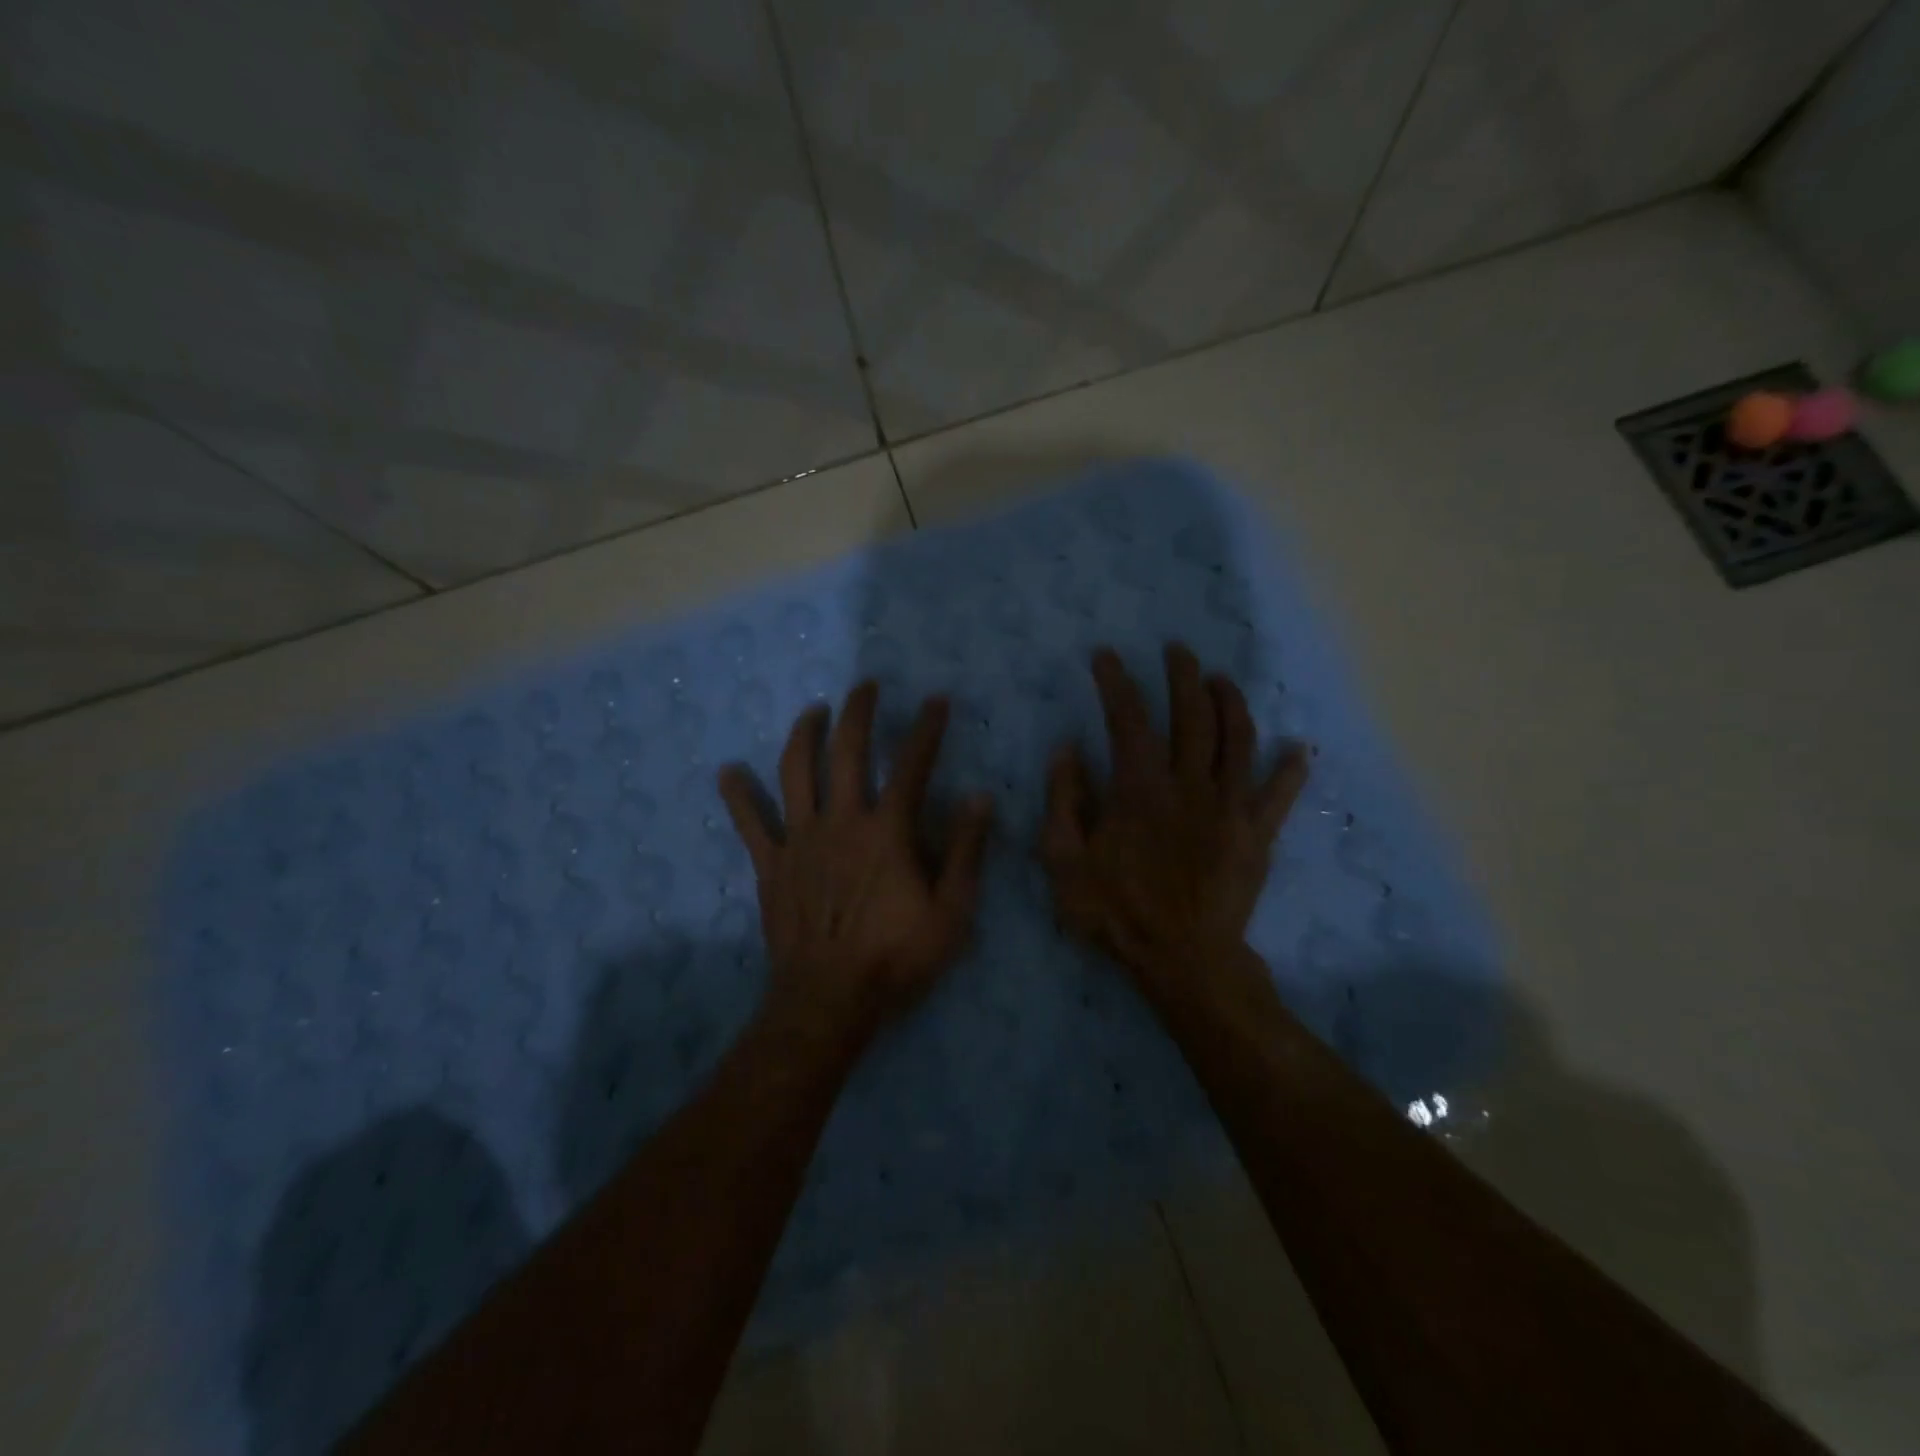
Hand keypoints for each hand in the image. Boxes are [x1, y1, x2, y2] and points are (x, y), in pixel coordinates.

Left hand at [718, 682, 993, 1045]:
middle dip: (857, 712)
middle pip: (846, 752)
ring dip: (803, 735)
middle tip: (865, 686)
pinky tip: (728, 772)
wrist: (829, 1000)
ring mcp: (801, 840)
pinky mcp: (771, 864)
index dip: (926, 729)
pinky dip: (739, 796)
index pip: (911, 765)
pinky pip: (750, 823)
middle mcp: (842, 821)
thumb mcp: (951, 912)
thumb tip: (979, 797)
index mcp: (888, 831)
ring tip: (812, 711)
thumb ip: (965, 851)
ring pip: (796, 773)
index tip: (936, 701)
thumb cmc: (896, 958)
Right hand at [1041, 645, 1307, 1007]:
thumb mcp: (1065, 861)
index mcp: (1139, 788)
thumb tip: (1066, 750)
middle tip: (1177, 650)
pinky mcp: (1257, 835)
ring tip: (1221, 680)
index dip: (1116, 682)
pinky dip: (1290, 770)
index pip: (1127, 718)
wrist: (1184, 960)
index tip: (1106, 656)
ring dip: (1231, 703)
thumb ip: (1062, 801)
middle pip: (1191, 715)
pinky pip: (1279, 795)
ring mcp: (1230, 807)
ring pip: (1237, 740)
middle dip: (1183, 676)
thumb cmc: (1118, 912)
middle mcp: (1189, 784)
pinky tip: (1298, 749)